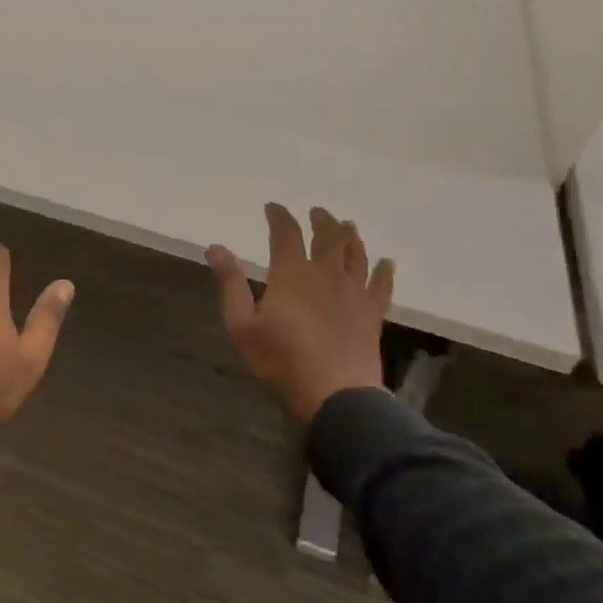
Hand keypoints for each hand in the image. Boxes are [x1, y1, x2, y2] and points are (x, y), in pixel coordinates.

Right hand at [207, 205, 394, 425]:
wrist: (335, 395)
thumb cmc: (280, 360)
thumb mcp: (241, 324)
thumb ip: (230, 283)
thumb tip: (215, 247)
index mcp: (292, 274)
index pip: (286, 233)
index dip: (279, 216)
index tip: (272, 207)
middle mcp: (325, 274)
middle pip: (327, 237)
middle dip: (321, 220)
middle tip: (317, 211)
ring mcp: (353, 292)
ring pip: (355, 254)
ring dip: (351, 236)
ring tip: (347, 225)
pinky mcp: (372, 313)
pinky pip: (382, 285)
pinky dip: (384, 271)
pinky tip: (387, 262)